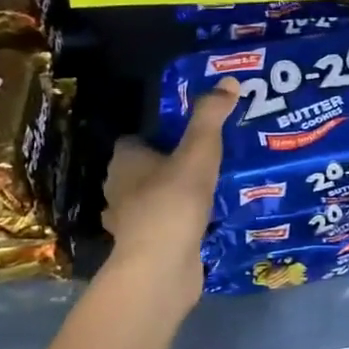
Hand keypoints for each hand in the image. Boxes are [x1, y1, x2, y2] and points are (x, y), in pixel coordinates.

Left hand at [100, 79, 237, 298]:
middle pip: (143, 170)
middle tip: (206, 160)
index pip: (135, 141)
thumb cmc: (174, 202)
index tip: (188, 136)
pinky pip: (164, 226)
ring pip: (152, 199)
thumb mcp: (199, 152)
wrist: (161, 267)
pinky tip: (204, 222)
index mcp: (125, 162)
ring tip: (209, 190)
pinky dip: (178, 223)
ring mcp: (129, 222)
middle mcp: (119, 189)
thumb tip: (229, 80)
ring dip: (173, 196)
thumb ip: (211, 117)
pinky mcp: (145, 247)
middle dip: (168, 165)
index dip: (158, 136)